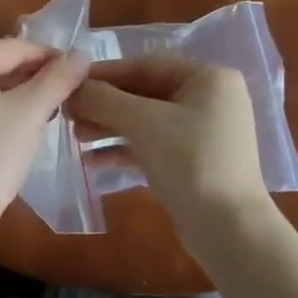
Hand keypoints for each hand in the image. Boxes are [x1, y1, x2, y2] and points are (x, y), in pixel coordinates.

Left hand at [0, 39, 88, 241]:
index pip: (12, 48)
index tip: (77, 70)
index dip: (48, 57)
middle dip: (30, 76)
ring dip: (13, 93)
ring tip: (45, 109)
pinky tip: (14, 125)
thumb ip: (58, 78)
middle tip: (64, 92)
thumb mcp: (30, 113)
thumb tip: (80, 55)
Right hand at [72, 57, 273, 257]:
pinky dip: (124, 149)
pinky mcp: (193, 162)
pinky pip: (152, 145)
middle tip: (68, 111)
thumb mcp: (143, 123)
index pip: (147, 65)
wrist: (229, 231)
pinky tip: (92, 160)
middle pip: (145, 92)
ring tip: (74, 135)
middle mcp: (209, 99)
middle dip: (105, 104)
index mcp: (208, 78)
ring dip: (110, 126)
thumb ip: (104, 99)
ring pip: (146, 120)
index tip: (70, 82)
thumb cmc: (190, 162)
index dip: (105, 73)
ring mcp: (202, 132)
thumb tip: (71, 87)